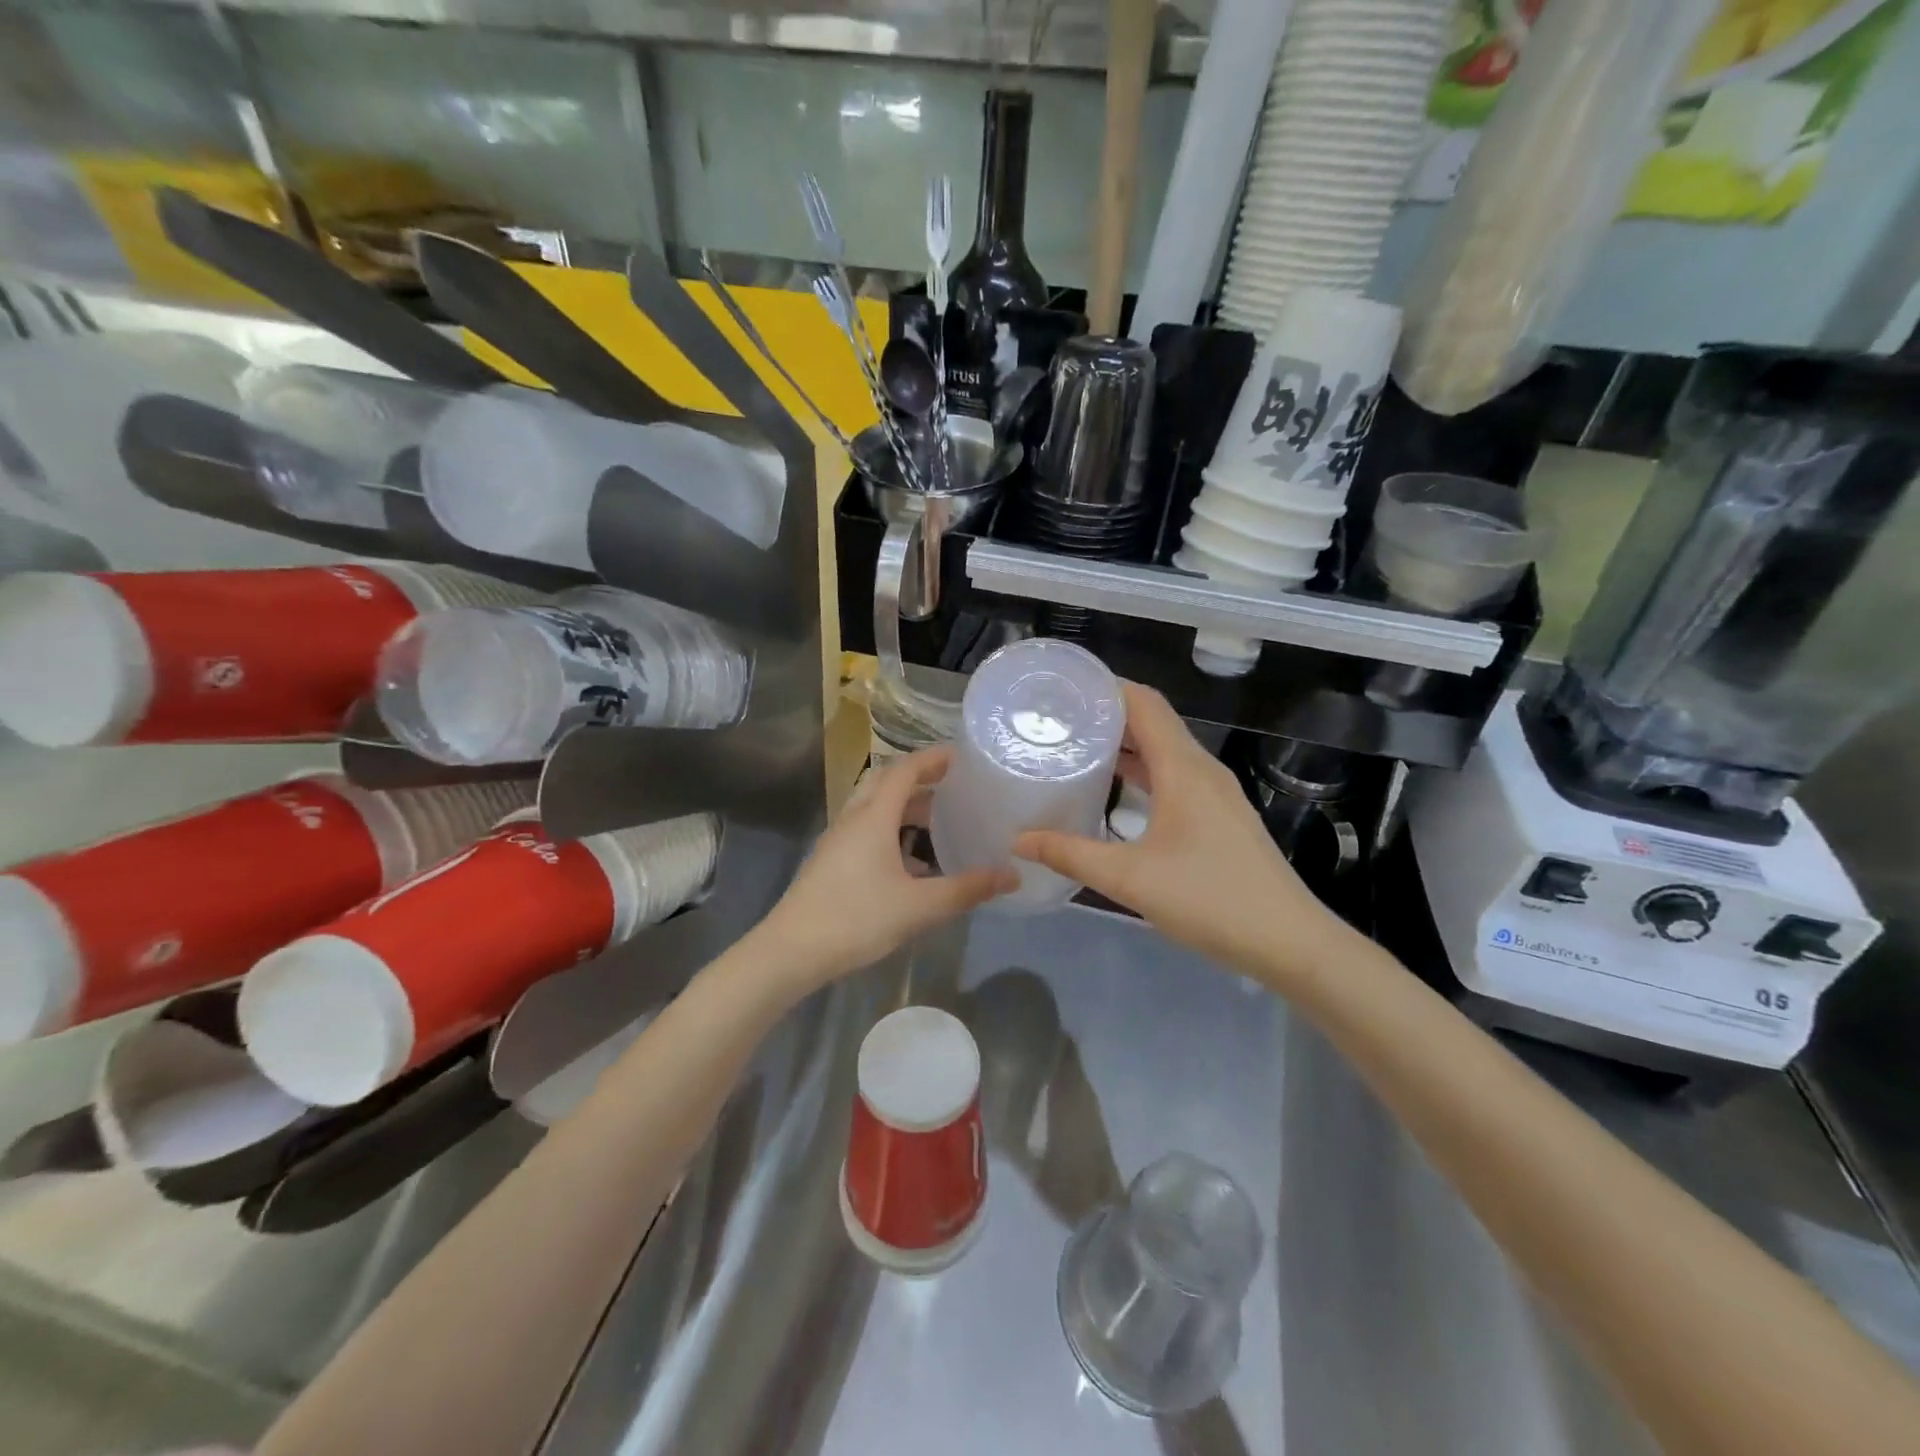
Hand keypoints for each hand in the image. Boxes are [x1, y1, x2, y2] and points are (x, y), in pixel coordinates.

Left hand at [756, 748, 1014, 990]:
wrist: (791, 951)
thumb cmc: (856, 919)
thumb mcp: (919, 907)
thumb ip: (966, 890)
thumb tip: (1012, 875)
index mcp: (873, 817)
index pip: (905, 770)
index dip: (933, 759)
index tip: (961, 757)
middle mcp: (853, 819)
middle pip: (887, 783)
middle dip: (920, 779)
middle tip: (954, 786)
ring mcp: (838, 840)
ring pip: (874, 808)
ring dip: (905, 807)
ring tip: (939, 821)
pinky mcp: (831, 861)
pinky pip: (866, 830)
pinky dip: (892, 830)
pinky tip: (912, 862)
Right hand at [1014, 682, 1346, 979]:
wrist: (1288, 942)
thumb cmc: (1210, 899)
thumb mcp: (1130, 879)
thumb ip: (1070, 855)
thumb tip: (1019, 840)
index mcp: (1184, 768)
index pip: (1144, 703)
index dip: (1106, 687)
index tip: (1063, 688)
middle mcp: (1202, 769)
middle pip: (1153, 722)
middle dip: (1107, 715)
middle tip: (1058, 720)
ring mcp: (1215, 793)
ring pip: (1165, 751)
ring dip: (1125, 745)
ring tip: (1078, 749)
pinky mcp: (1220, 816)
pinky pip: (1175, 776)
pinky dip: (1143, 772)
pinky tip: (1116, 791)